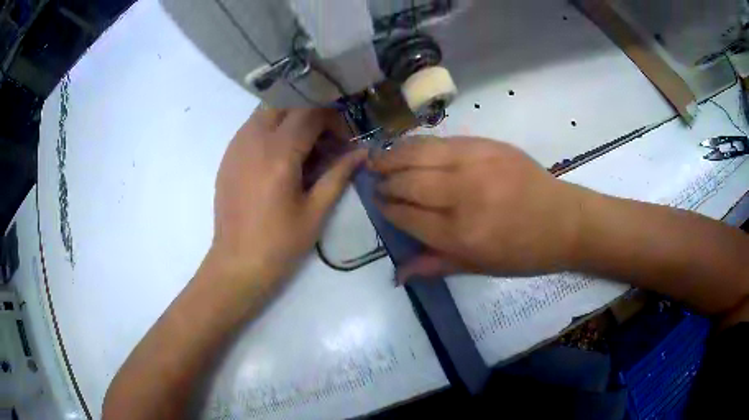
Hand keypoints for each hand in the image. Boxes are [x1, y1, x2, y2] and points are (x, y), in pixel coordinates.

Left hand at [207, 107, 365, 293]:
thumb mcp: (315, 211)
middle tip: (324, 138)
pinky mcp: (227, 156)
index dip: (332, 119)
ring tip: (302, 147)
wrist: (237, 263)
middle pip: (286, 103)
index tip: (343, 138)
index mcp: (279, 154)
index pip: (310, 113)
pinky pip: (251, 126)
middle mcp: (254, 140)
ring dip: (289, 118)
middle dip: (310, 113)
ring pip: (266, 111)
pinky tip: (279, 156)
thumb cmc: (280, 243)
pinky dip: (270, 129)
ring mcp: (236, 146)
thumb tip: (363, 153)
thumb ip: (339, 175)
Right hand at [370, 136, 585, 281]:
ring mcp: (475, 163)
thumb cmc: (524, 253)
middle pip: (408, 181)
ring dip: (393, 156)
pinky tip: (408, 147)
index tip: (378, 203)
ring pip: (419, 153)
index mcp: (460, 234)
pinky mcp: (486, 144)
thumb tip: (396, 274)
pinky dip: (418, 144)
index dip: (387, 208)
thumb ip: (435, 265)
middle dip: (386, 182)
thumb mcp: (480, 268)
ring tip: (378, 159)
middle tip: (376, 182)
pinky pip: (442, 140)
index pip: (407, 215)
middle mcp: (463, 195)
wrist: (564, 221)